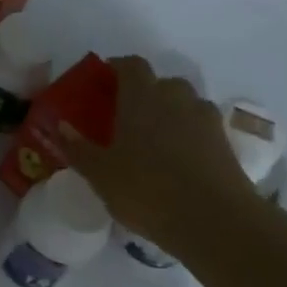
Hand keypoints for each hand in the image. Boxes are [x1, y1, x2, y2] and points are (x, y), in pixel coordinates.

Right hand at [63, 56, 263, 252]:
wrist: (216, 222)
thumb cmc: (147, 190)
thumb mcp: (100, 174)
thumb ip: (78, 148)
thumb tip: (60, 126)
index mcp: (142, 96)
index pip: (130, 65)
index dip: (115, 68)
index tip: (101, 84)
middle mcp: (176, 98)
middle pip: (160, 82)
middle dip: (144, 93)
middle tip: (124, 117)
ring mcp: (205, 119)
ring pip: (183, 104)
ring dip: (168, 113)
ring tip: (152, 141)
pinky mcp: (225, 143)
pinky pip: (200, 128)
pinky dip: (188, 135)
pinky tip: (176, 161)